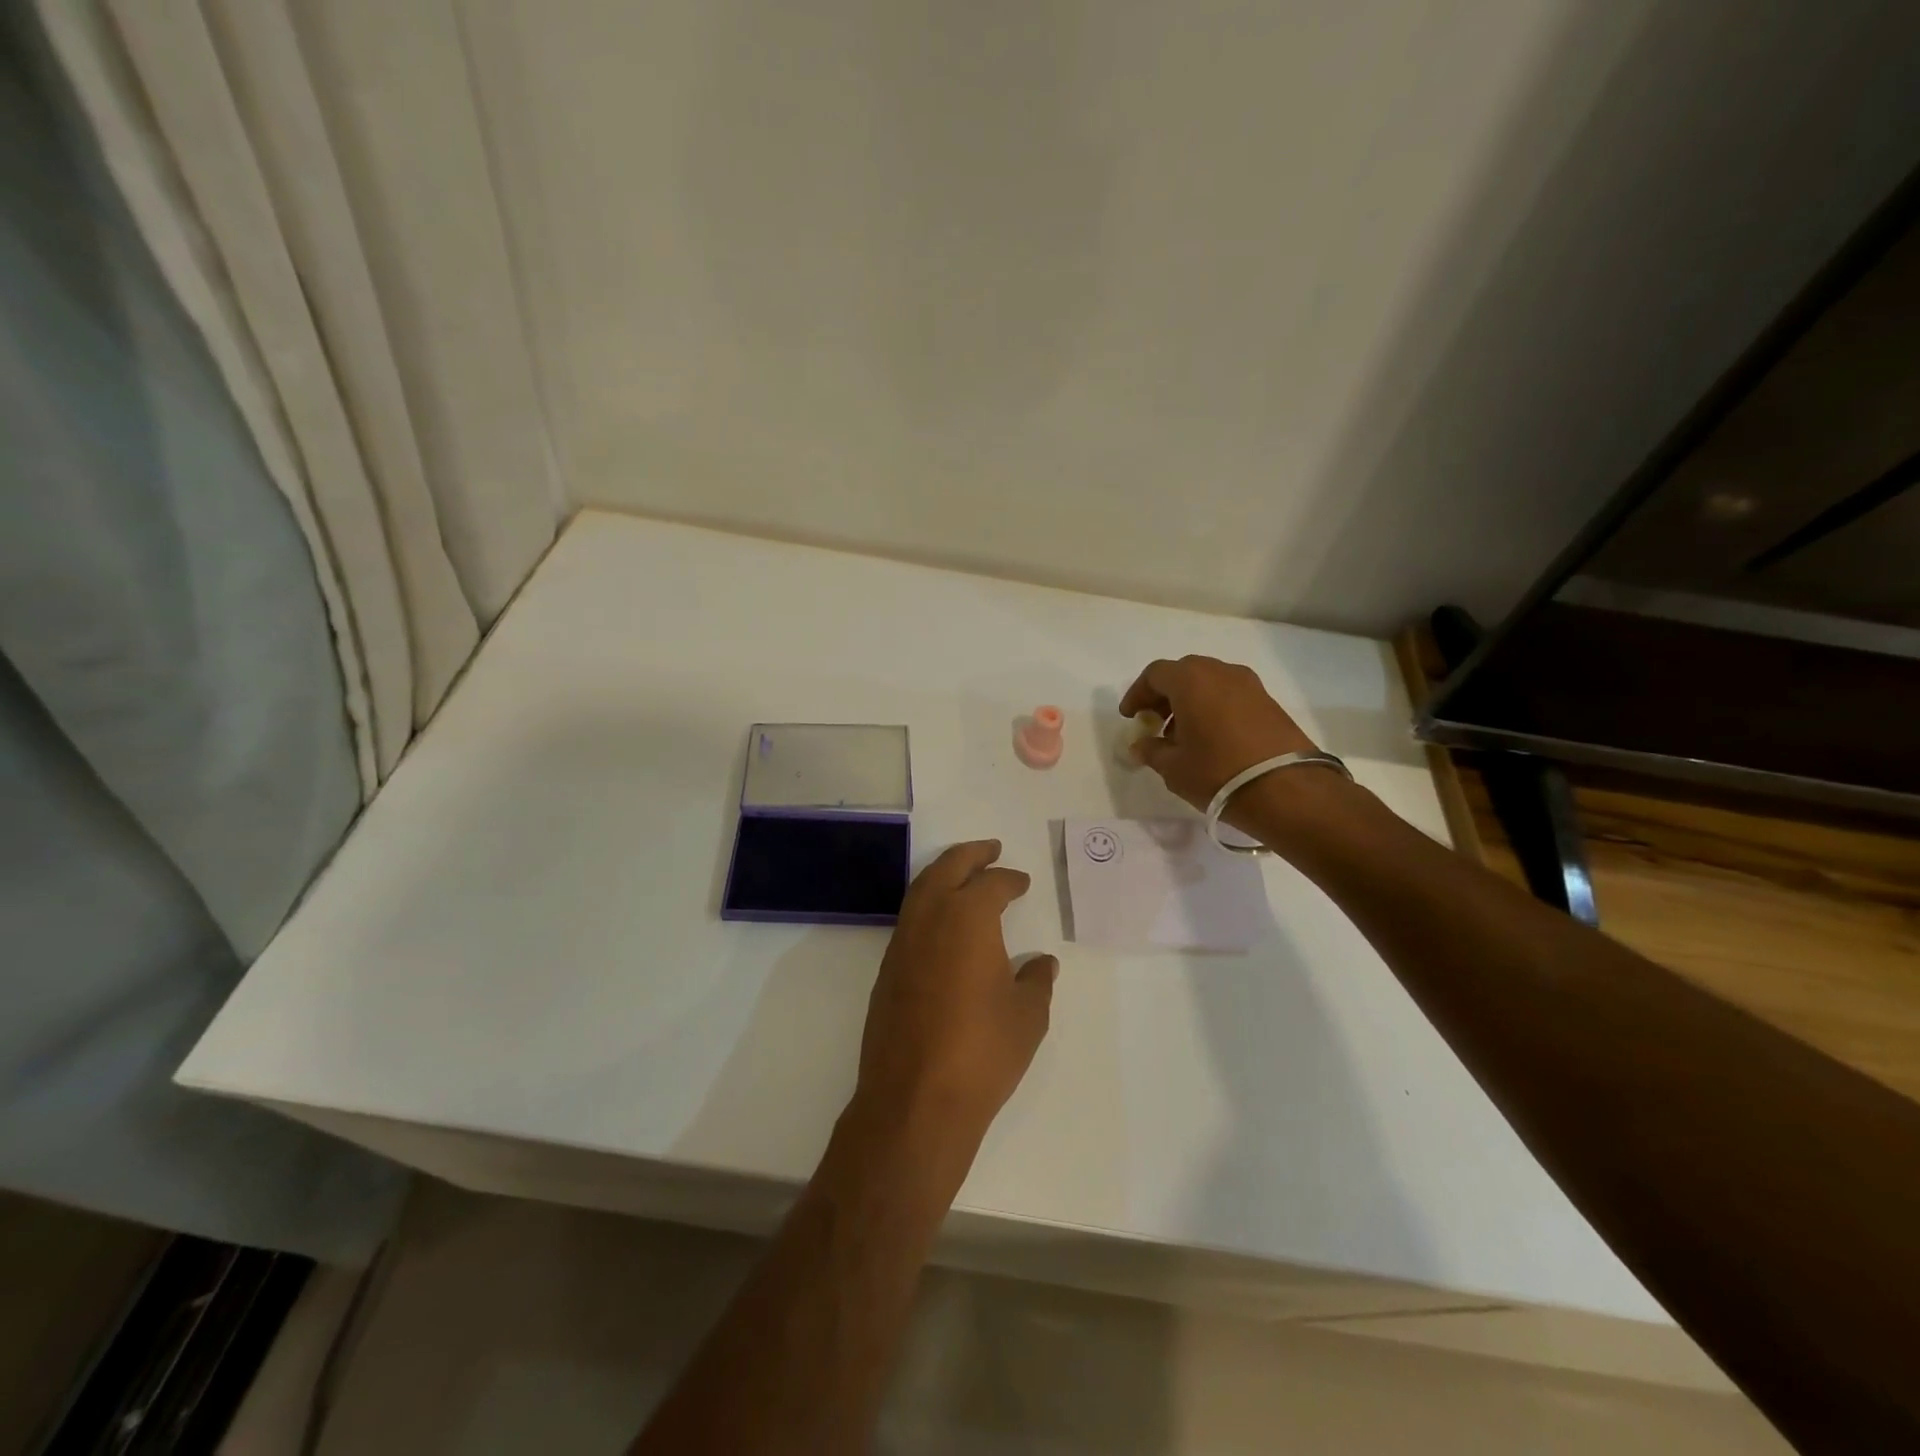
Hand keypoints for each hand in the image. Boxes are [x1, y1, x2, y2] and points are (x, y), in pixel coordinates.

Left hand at [853, 841, 1056, 1160]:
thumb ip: (1036, 982)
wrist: (915, 1100)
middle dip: (970, 854)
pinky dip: (928, 905)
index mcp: (967, 918)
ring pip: (920, 890)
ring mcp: (902, 944)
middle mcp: (929, 919)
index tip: (1021, 882)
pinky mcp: (887, 971)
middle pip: (947, 869)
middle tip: (990, 848)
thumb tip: (1042, 964)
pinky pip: (909, 919)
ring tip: (965, 876)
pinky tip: (943, 925)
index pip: (990, 884)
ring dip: (943, 875)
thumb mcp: (1027, 1017)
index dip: (1009, 880)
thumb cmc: (982, 1053)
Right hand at [1119, 655, 1319, 812]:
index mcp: (1191, 680)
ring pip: (1209, 683)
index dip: (1138, 693)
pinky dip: (1213, 707)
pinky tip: (1210, 738)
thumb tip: (1140, 745)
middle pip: (1184, 673)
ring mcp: (1249, 685)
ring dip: (1190, 701)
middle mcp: (1221, 672)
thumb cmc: (1218, 773)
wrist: (1287, 789)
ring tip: (1182, 734)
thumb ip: (1151, 751)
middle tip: (1154, 722)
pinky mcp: (1269, 702)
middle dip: (1164, 695)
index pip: (1155, 674)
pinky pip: (1230, 695)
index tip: (1131, 717)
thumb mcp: (1173, 767)